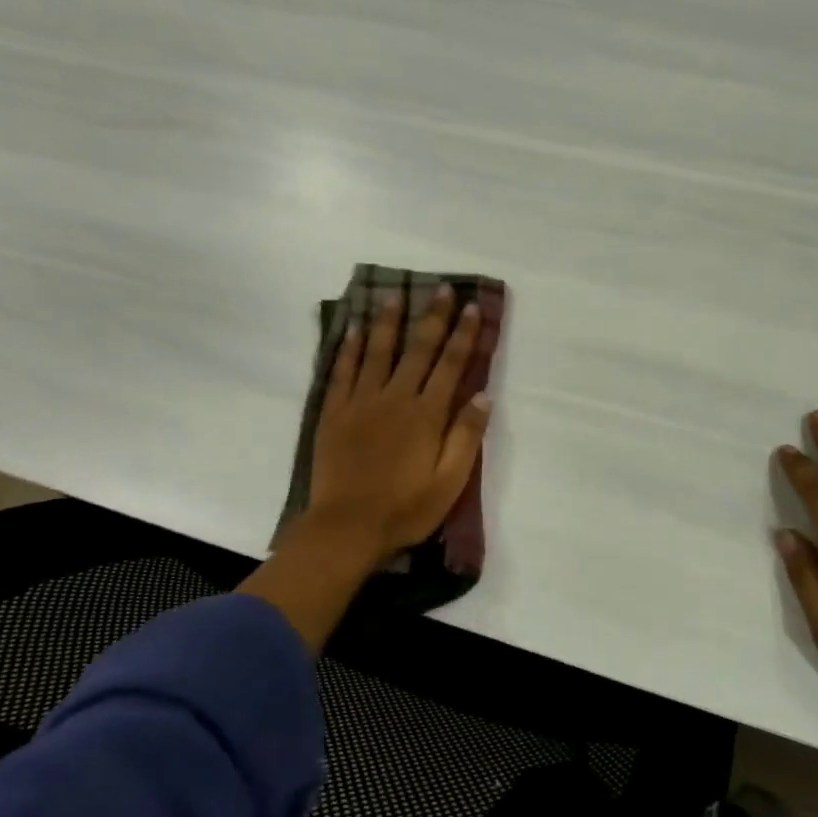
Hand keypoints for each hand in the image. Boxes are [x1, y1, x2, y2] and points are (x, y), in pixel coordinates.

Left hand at [306, 284, 490, 565]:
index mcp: (426, 415)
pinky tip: (353, 328)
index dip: (462, 334)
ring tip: (395, 294)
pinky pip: (342, 371)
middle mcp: (395, 398)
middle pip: (417, 349)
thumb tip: (482, 395)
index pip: (450, 365)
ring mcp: (361, 403)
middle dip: (432, 317)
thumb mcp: (449, 482)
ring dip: (387, 321)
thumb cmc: (405, 509)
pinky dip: (349, 348)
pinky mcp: (334, 413)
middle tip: (441, 288)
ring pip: (376, 351)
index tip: (471, 307)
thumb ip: (466, 436)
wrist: (346, 528)